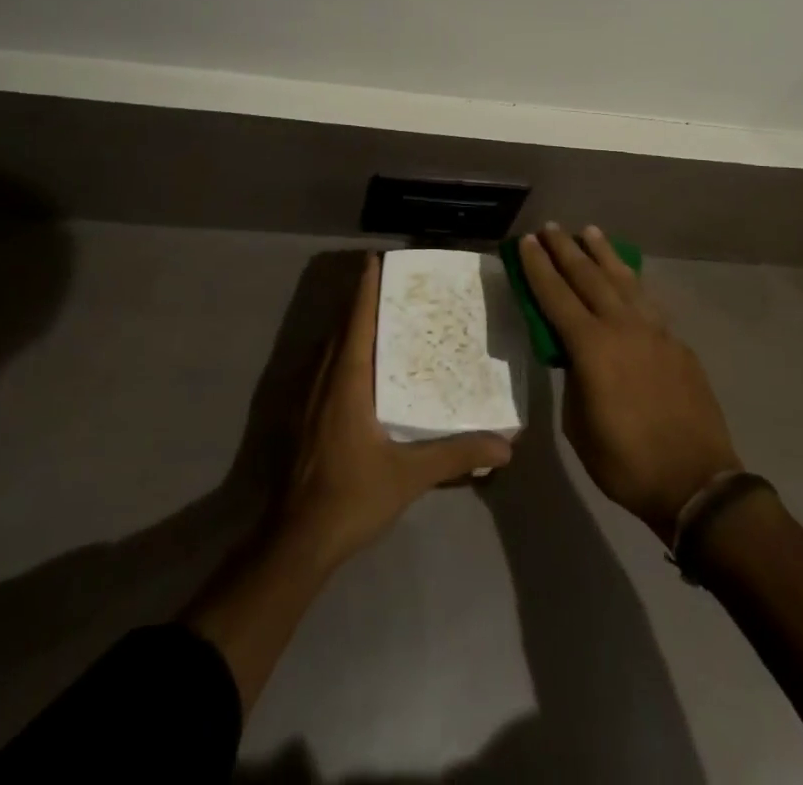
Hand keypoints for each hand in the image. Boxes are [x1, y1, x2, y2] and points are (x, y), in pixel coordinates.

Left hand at [275, 253, 512, 569]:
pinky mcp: (302, 420)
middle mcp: (323, 381)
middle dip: (360, 302)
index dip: (365, 289)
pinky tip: (357, 368)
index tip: (375, 260)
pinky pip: (322, 369)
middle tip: (389, 285)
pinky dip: (340, 353)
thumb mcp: (409, 475)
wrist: (296, 542)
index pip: (357, 321)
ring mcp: (306, 400)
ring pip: (328, 349)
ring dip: (348, 328)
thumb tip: (506, 445)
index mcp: (346, 382)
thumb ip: (456, 455)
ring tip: (377, 318)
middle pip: (341, 329)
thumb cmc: (351, 497)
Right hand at [518, 225, 741, 538]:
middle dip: (566, 249)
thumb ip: (574, 380)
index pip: (556, 296)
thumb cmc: (626, 462)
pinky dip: (631, 282)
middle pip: (589, 277)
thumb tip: (577, 358)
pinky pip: (648, 302)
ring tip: (590, 232)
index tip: (527, 242)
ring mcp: (655, 331)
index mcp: (592, 347)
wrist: (696, 481)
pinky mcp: (677, 343)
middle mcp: (623, 327)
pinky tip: (627, 277)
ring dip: (604, 254)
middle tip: (551, 227)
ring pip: (624, 280)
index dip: (539, 268)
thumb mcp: (579, 425)